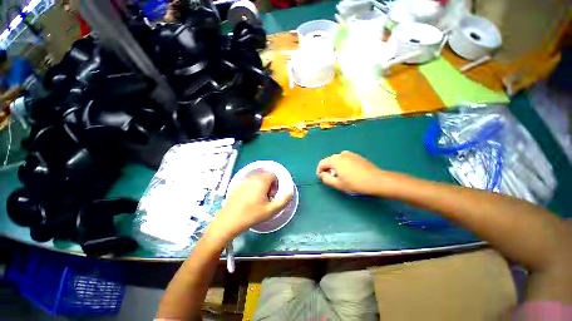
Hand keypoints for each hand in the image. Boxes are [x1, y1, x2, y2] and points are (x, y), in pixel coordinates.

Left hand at [210, 172, 292, 238]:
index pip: (273, 174)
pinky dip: (253, 187)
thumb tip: (290, 192)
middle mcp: (252, 178)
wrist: (228, 221)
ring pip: (257, 178)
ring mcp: (243, 181)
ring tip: (260, 199)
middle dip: (269, 184)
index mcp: (261, 181)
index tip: (274, 194)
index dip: (276, 183)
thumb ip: (284, 200)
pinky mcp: (237, 185)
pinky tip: (250, 199)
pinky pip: (250, 182)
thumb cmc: (251, 215)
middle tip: (268, 197)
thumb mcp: (271, 210)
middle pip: (265, 176)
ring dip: (262, 185)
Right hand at [316, 151, 387, 195]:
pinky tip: (349, 173)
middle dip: (328, 169)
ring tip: (341, 176)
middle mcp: (341, 154)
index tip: (322, 178)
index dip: (319, 171)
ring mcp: (350, 154)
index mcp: (334, 160)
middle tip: (331, 178)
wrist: (376, 180)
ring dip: (335, 167)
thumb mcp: (338, 184)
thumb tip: (322, 174)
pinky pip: (345, 159)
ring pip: (337, 160)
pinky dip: (343, 165)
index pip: (321, 163)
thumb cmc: (355, 183)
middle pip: (329, 161)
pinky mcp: (357, 156)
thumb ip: (326, 179)